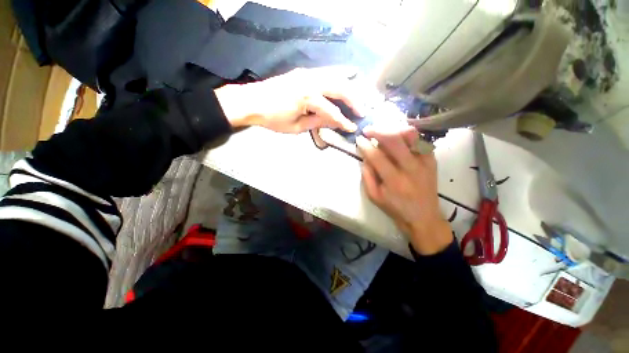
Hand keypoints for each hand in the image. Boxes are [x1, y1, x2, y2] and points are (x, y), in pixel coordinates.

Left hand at [215, 67, 358, 133]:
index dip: (343, 121)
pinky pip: (326, 73)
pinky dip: (338, 78)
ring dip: (349, 88)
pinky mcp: (303, 72)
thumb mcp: (295, 127)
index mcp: (307, 98)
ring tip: (357, 99)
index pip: (331, 111)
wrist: (251, 101)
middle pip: (339, 88)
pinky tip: (345, 82)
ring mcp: (306, 74)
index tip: (352, 127)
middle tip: (362, 111)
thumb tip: (332, 121)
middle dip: (353, 101)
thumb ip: (316, 122)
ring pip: (335, 77)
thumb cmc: (272, 118)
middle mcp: (310, 81)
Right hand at [356, 124, 452, 254]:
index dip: (365, 145)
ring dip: (394, 129)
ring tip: (384, 132)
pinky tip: (398, 138)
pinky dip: (407, 135)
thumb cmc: (395, 208)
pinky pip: (420, 140)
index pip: (377, 156)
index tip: (358, 139)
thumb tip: (365, 156)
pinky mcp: (432, 160)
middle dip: (378, 131)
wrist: (423, 216)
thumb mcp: (374, 196)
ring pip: (410, 135)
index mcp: (394, 180)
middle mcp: (411, 168)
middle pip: (394, 140)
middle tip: (368, 130)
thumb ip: (367, 175)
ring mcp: (424, 162)